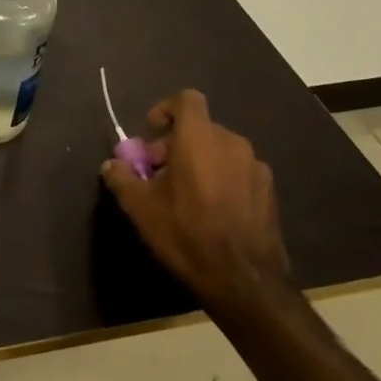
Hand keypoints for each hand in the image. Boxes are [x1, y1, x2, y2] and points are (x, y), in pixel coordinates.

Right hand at [99, 89, 290, 315]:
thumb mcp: (140, 207)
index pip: (185, 99)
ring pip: (218, 151)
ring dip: (197, 162)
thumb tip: (112, 165)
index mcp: (200, 138)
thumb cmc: (186, 233)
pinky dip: (219, 179)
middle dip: (173, 145)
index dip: (163, 110)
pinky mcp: (269, 191)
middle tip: (156, 175)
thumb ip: (121, 177)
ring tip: (182, 195)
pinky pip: (236, 171)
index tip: (149, 136)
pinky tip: (209, 212)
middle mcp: (232, 143)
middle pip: (198, 128)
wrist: (244, 281)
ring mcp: (256, 167)